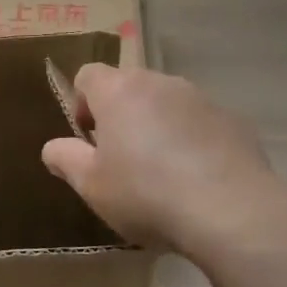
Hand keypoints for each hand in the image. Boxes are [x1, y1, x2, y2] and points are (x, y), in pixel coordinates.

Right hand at [40, 65, 286, 257]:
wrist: (230, 211)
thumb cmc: (146, 194)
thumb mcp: (91, 186)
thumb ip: (66, 160)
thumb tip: (53, 147)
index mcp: (119, 91)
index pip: (88, 75)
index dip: (81, 103)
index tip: (88, 139)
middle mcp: (159, 83)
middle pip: (129, 87)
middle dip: (120, 115)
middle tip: (120, 159)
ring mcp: (200, 98)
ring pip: (166, 104)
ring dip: (156, 126)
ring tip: (161, 172)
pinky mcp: (232, 120)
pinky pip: (199, 123)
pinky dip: (191, 141)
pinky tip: (195, 179)